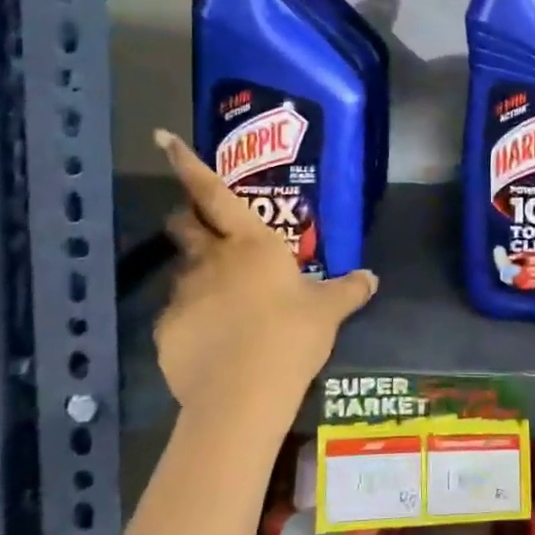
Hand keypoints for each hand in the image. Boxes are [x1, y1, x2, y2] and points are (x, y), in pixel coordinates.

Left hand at [152, 129, 376, 415]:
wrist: (242, 396)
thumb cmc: (291, 335)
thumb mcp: (328, 311)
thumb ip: (349, 289)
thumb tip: (371, 277)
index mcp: (250, 241)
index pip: (212, 191)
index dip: (187, 163)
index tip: (163, 138)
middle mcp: (211, 258)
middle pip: (183, 223)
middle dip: (186, 216)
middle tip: (201, 225)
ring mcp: (183, 294)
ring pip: (182, 271)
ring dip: (197, 275)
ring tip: (221, 302)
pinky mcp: (166, 330)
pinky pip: (177, 316)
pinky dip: (192, 320)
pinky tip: (211, 343)